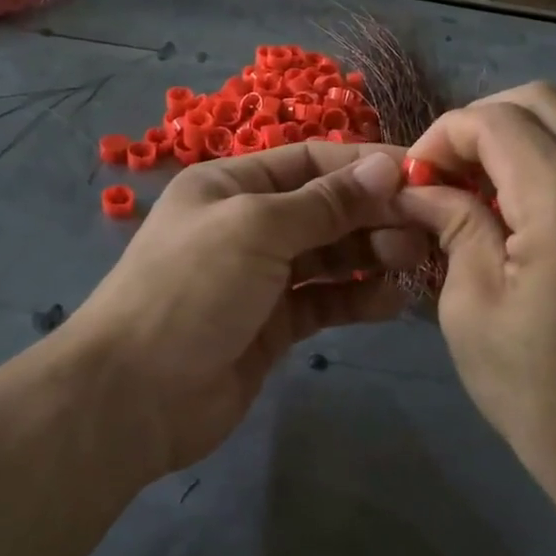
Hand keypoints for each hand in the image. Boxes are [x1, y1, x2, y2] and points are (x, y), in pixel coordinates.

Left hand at [69, 144, 426, 476]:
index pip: (310, 161)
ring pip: (329, 256)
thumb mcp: (256, 228)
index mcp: (232, 184)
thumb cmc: (190, 288)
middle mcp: (248, 223)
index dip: (364, 165)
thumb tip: (384, 166)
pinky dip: (356, 298)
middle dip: (372, 213)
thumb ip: (324, 203)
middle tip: (422, 229)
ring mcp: (260, 277)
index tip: (421, 175)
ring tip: (411, 261)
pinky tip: (390, 301)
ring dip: (370, 254)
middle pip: (324, 208)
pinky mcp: (273, 324)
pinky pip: (323, 301)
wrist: (133, 395)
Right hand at [394, 83, 555, 509]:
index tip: (417, 179)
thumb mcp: (470, 308)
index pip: (497, 121)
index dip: (444, 135)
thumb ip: (452, 225)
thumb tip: (421, 187)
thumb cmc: (539, 392)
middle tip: (448, 171)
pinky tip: (534, 191)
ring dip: (528, 123)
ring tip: (491, 172)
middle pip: (545, 99)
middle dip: (483, 120)